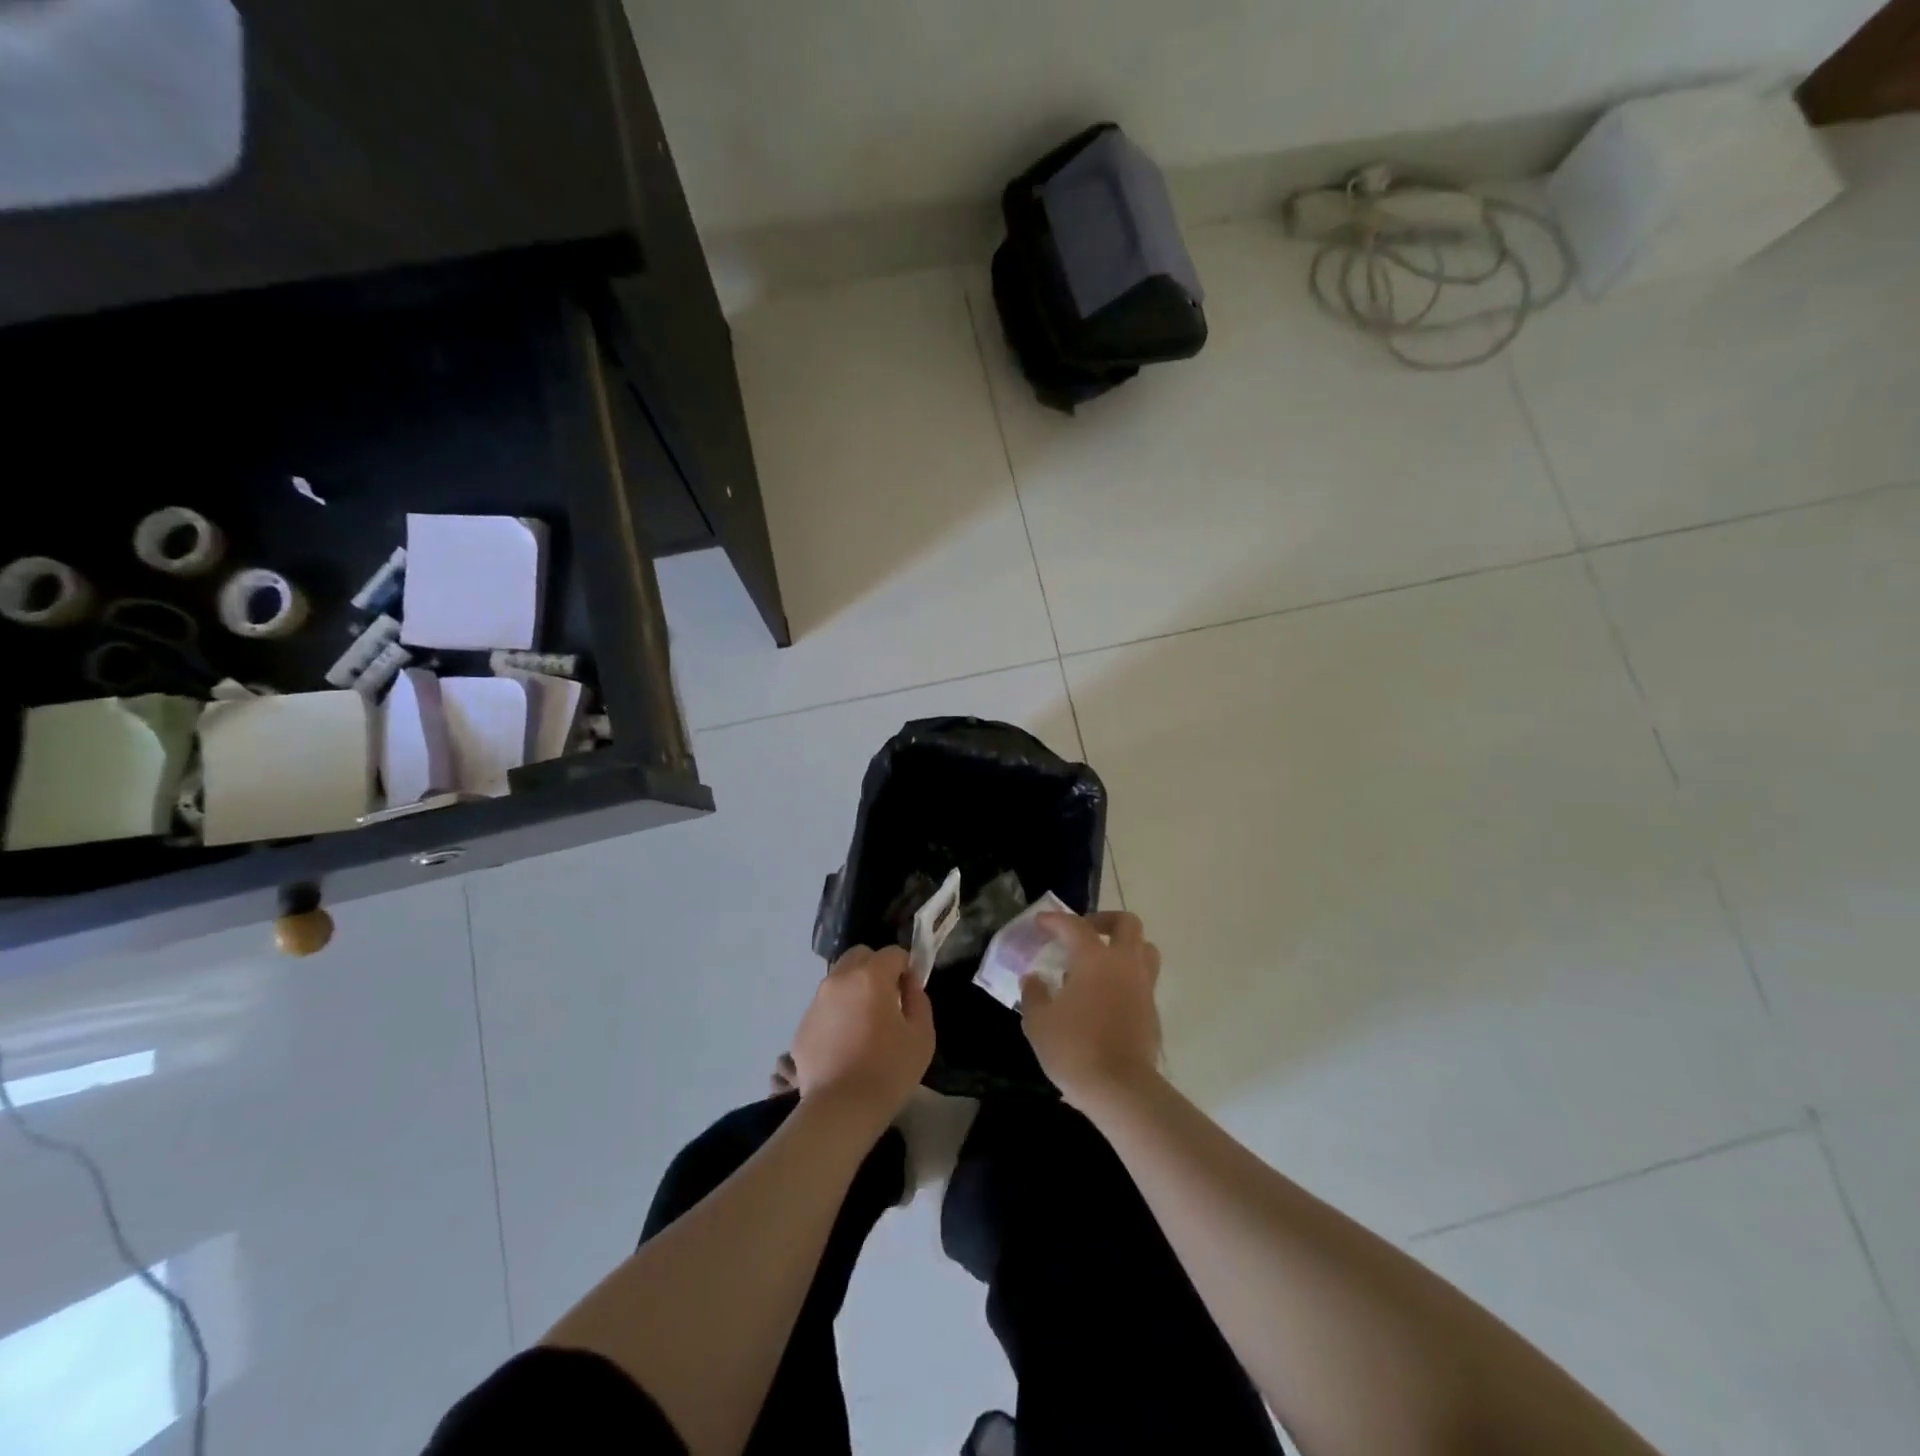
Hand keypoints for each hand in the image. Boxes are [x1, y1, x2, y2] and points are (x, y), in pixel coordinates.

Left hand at [790, 946, 934, 1127]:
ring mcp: (816, 1002)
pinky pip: (824, 1008)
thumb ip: (918, 999)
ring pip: (839, 980)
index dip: (906, 968)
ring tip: (863, 1026)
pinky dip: (836, 1015)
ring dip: (854, 991)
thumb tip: (909, 985)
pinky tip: (844, 1046)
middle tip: (886, 1000)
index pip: (893, 953)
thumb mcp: (922, 1035)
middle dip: (875, 969)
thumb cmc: (889, 1071)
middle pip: (859, 956)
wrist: (841, 1110)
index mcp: (871, 976)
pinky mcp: (802, 1026)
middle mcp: (839, 980)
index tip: (909, 993)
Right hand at [1021, 910, 1163, 1107]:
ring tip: (1099, 963)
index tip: (1040, 922)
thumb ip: (1034, 994)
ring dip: (1124, 947)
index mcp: (1095, 959)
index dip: (1055, 920)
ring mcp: (1143, 987)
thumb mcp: (1038, 1022)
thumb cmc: (1074, 1048)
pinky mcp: (1152, 1012)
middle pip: (1127, 924)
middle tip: (1084, 932)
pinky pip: (1142, 980)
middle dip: (1105, 920)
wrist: (1120, 1090)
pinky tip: (1104, 997)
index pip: (1074, 926)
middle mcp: (1125, 964)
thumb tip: (1034, 979)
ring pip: (1144, 950)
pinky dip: (1125, 978)